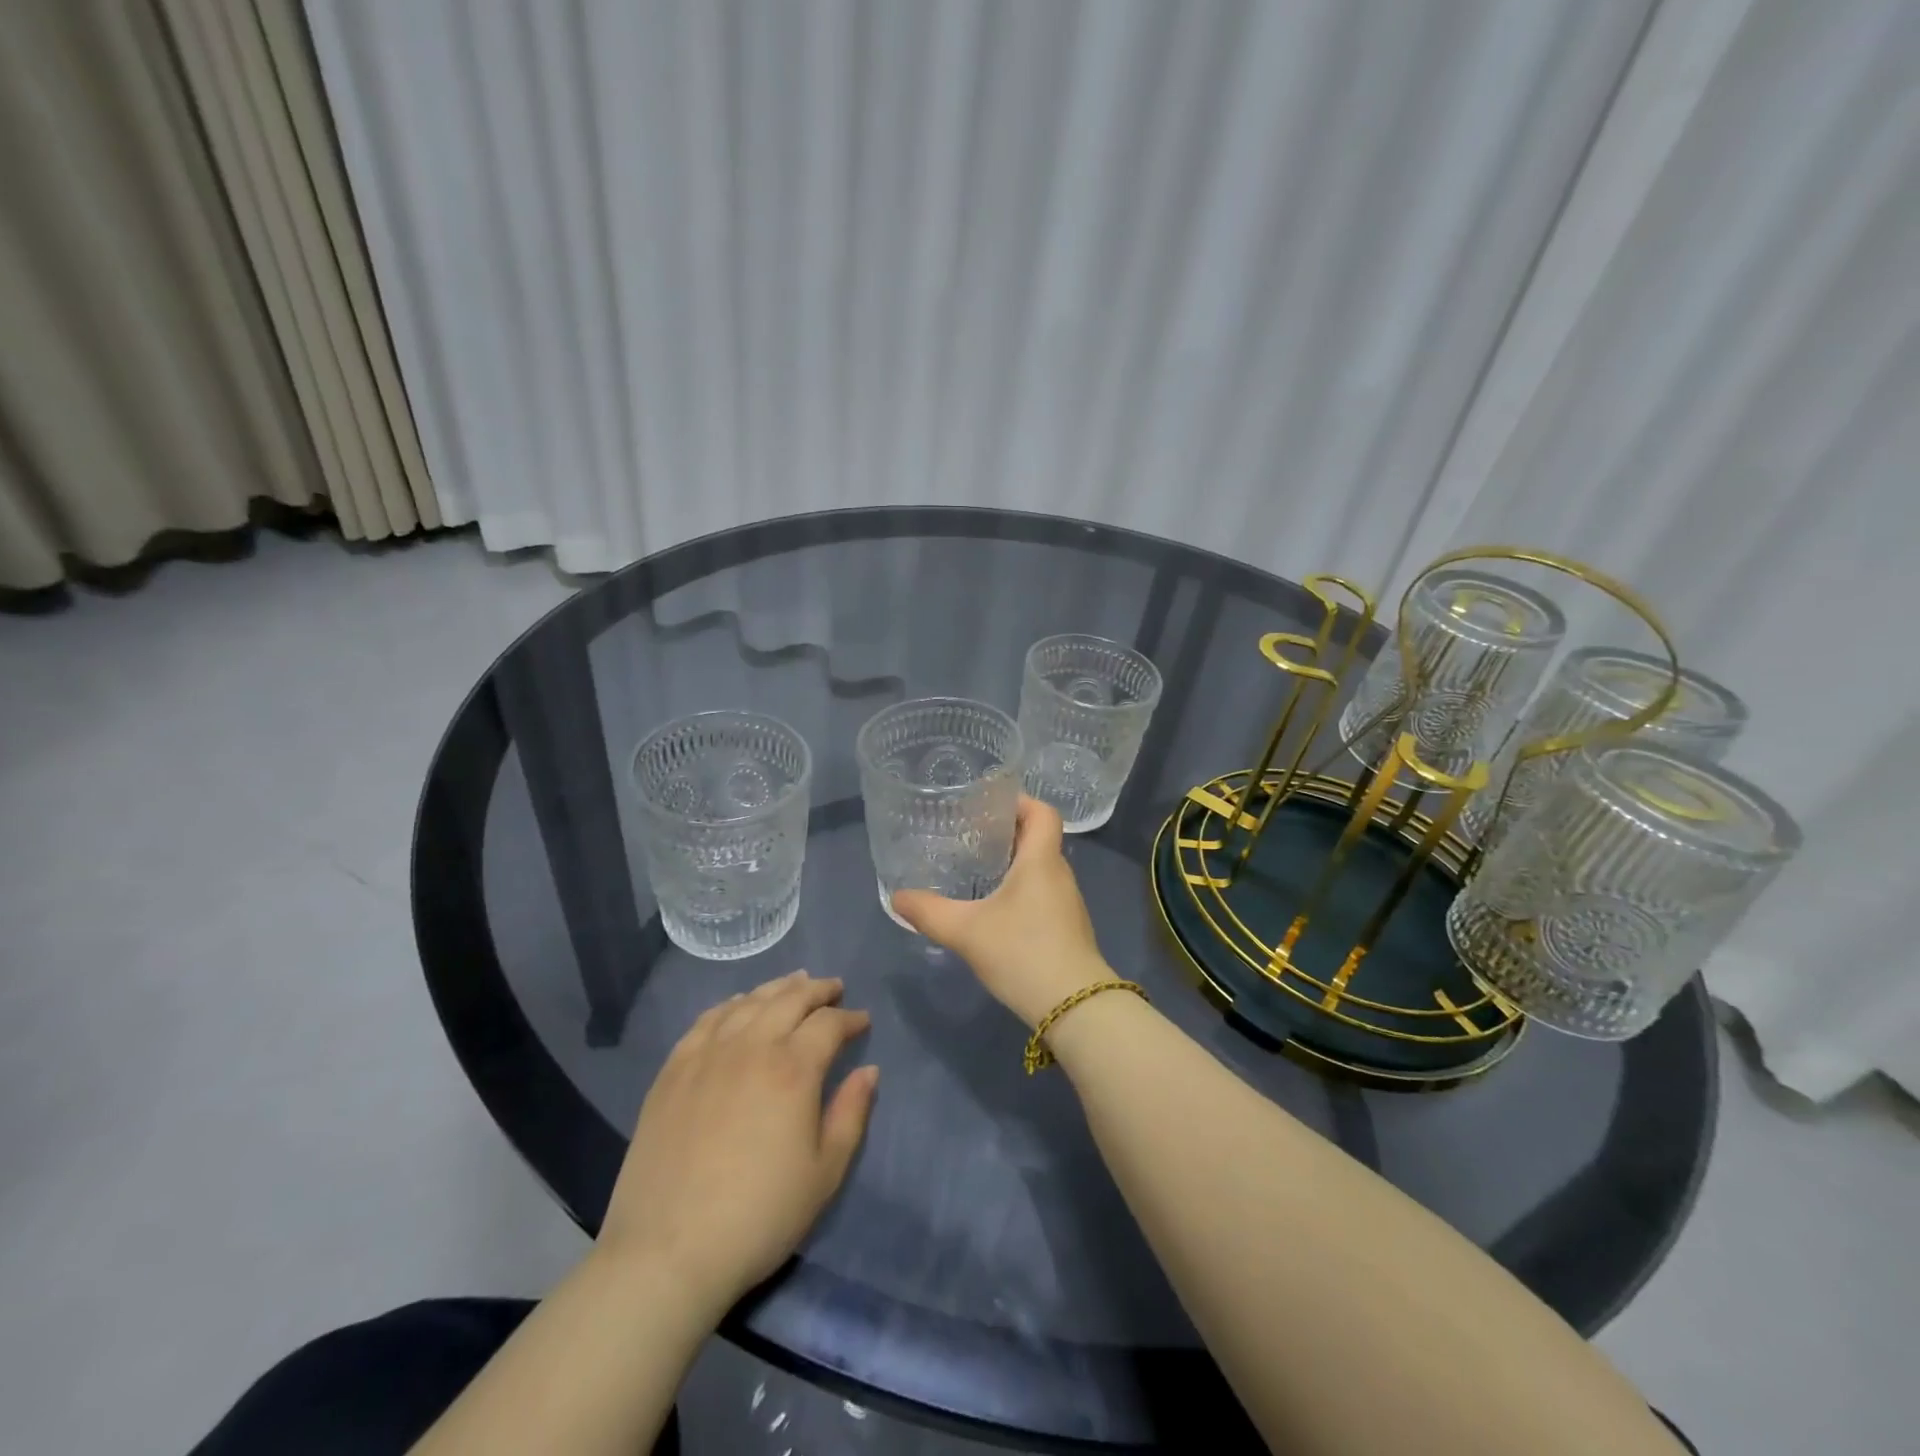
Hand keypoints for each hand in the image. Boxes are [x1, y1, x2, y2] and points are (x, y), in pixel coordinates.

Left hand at [598, 971, 877, 1318]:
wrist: (667, 1252)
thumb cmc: (759, 1216)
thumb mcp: (824, 1173)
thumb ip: (851, 1113)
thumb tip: (869, 1070)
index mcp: (793, 1068)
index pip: (829, 1023)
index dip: (850, 1018)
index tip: (862, 1022)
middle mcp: (751, 1046)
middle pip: (790, 999)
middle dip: (818, 990)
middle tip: (834, 989)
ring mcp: (707, 1054)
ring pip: (749, 1002)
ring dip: (777, 988)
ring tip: (794, 984)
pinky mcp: (673, 1070)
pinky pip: (707, 1020)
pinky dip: (731, 1004)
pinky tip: (739, 1007)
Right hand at [892, 796, 1111, 1026]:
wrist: (1075, 1008)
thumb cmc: (1023, 953)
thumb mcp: (966, 932)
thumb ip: (929, 912)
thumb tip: (897, 897)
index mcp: (1041, 860)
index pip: (1042, 812)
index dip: (1019, 800)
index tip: (988, 802)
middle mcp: (1059, 874)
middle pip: (1038, 838)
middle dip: (1006, 831)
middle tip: (969, 834)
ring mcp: (1067, 903)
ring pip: (1040, 868)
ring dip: (1013, 862)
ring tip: (977, 868)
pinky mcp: (1067, 928)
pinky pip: (1043, 893)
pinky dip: (1021, 889)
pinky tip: (995, 909)